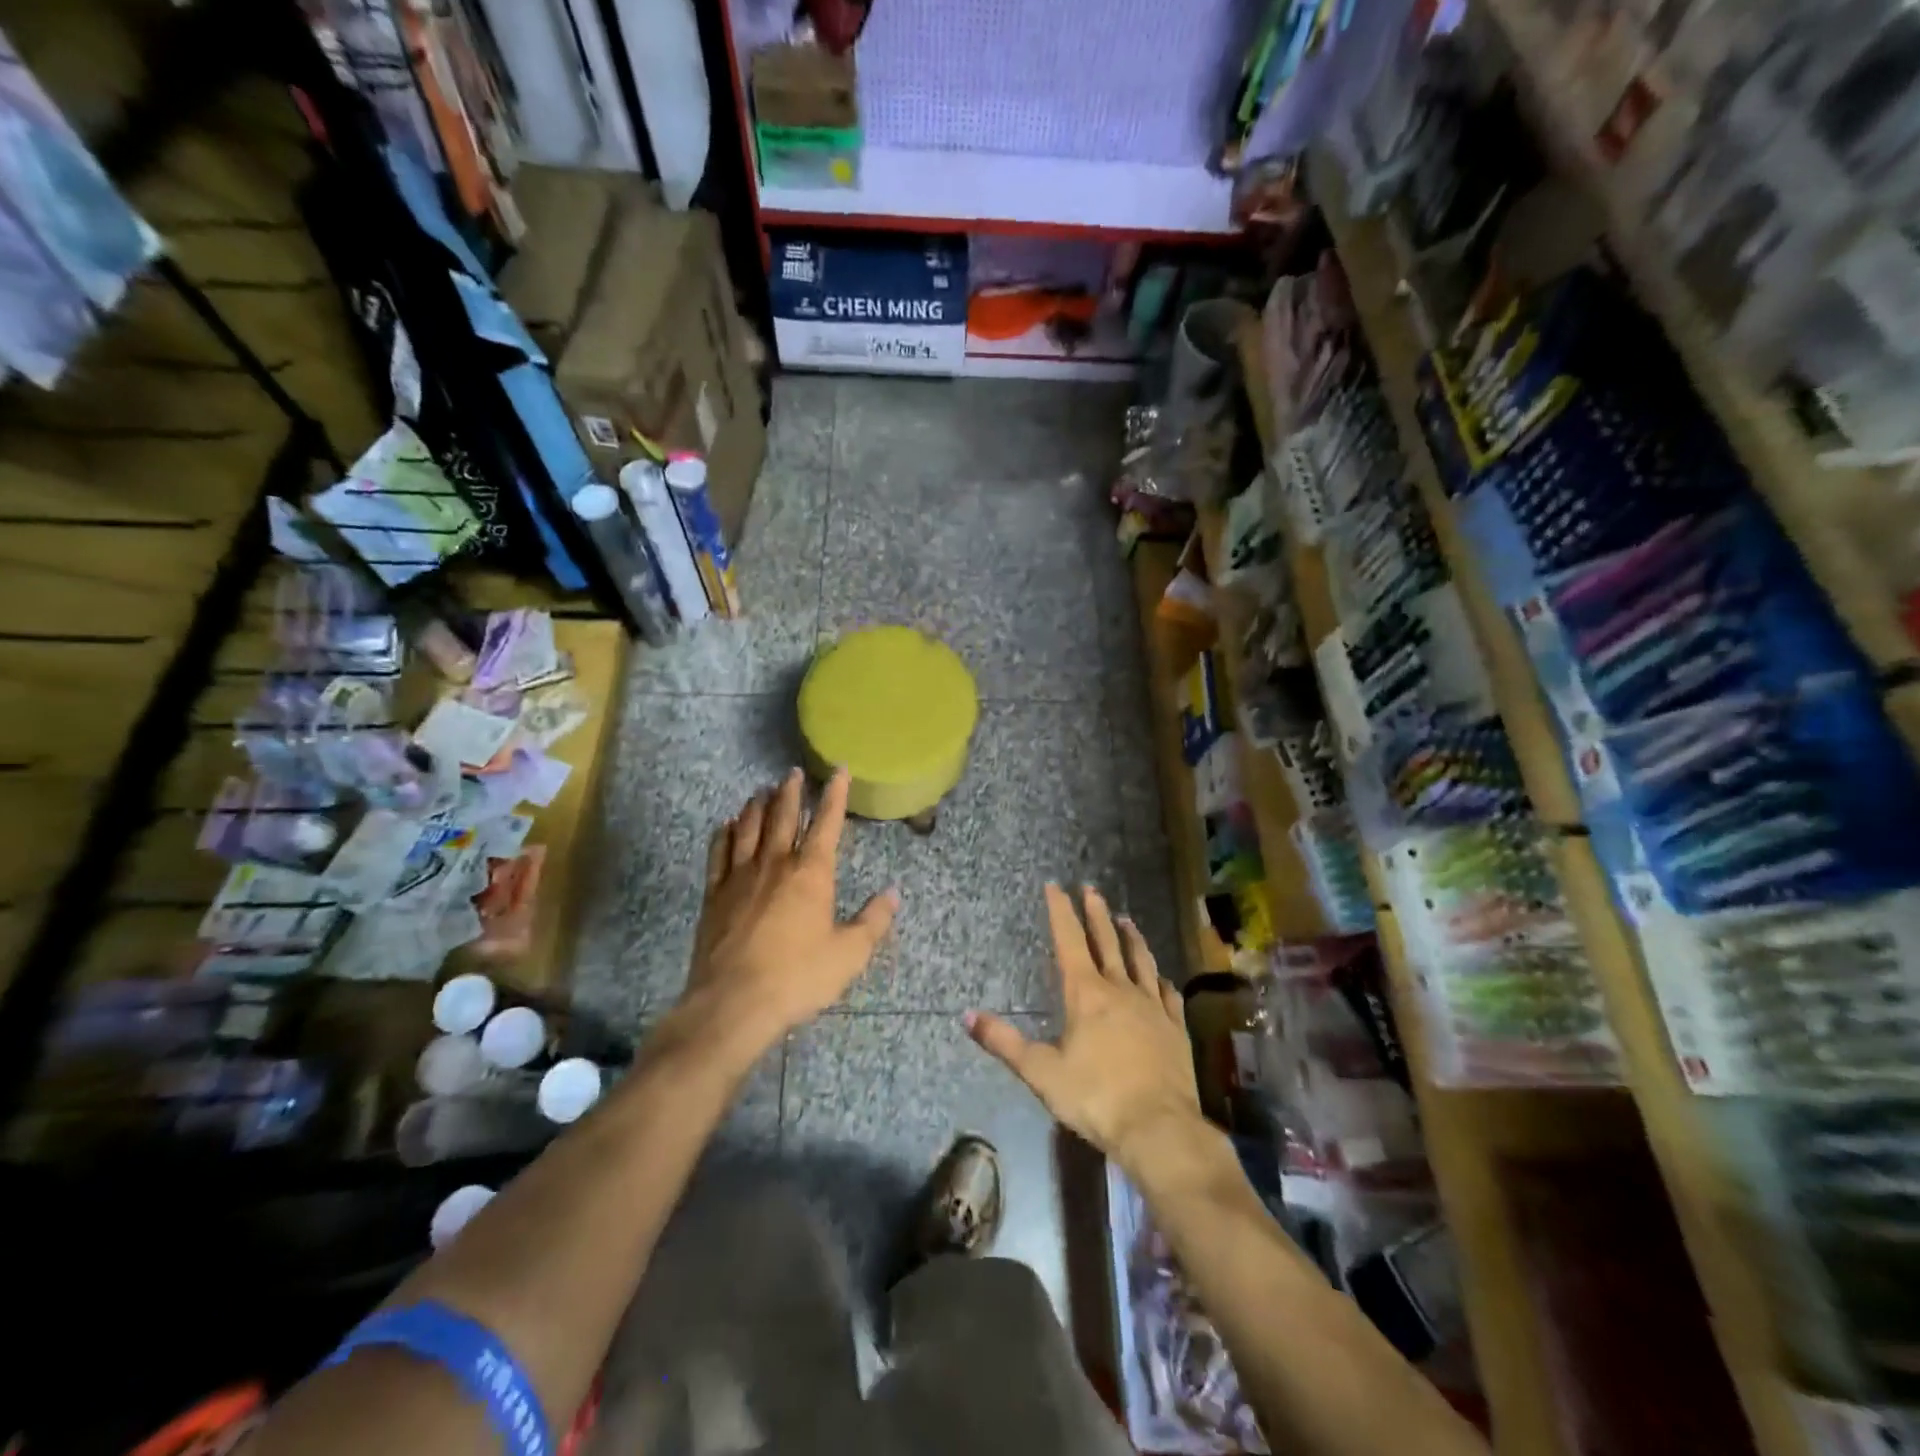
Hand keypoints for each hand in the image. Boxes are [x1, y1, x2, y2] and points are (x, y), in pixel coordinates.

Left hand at [678, 767, 898, 1053]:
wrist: (733, 1003)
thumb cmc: (798, 977)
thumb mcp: (849, 954)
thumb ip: (873, 921)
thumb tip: (893, 893)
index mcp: (811, 873)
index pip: (826, 822)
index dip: (835, 794)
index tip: (839, 771)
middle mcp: (775, 864)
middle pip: (782, 816)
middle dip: (790, 792)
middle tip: (792, 772)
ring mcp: (740, 877)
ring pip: (748, 828)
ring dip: (757, 806)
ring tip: (761, 790)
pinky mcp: (714, 895)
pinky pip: (718, 854)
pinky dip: (724, 834)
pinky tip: (726, 825)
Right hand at [967, 885, 1202, 1172]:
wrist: (1158, 1128)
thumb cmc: (1095, 1097)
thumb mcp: (1040, 1072)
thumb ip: (1004, 1042)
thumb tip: (966, 1015)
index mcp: (1086, 994)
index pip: (1069, 940)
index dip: (1061, 911)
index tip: (1055, 886)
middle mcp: (1120, 990)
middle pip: (1107, 942)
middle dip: (1095, 913)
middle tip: (1090, 888)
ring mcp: (1152, 1006)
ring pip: (1141, 960)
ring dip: (1131, 937)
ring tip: (1125, 918)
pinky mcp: (1175, 1028)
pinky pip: (1168, 994)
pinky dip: (1161, 980)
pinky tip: (1162, 977)